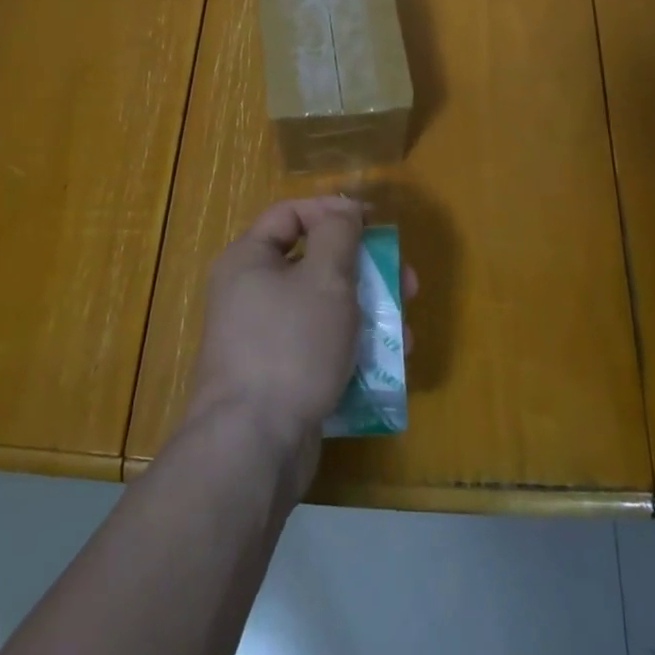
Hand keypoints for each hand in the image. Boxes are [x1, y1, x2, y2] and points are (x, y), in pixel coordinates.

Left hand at [187, 196, 412, 490]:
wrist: (253, 445)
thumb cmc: (290, 345)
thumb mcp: (324, 278)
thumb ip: (339, 234)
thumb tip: (345, 209)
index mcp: (249, 259)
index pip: (292, 214)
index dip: (335, 211)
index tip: (375, 224)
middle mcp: (250, 293)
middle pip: (314, 262)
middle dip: (365, 270)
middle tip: (405, 281)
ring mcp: (264, 338)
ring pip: (324, 308)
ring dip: (368, 313)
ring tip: (405, 331)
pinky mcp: (280, 376)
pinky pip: (321, 346)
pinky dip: (353, 348)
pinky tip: (388, 364)